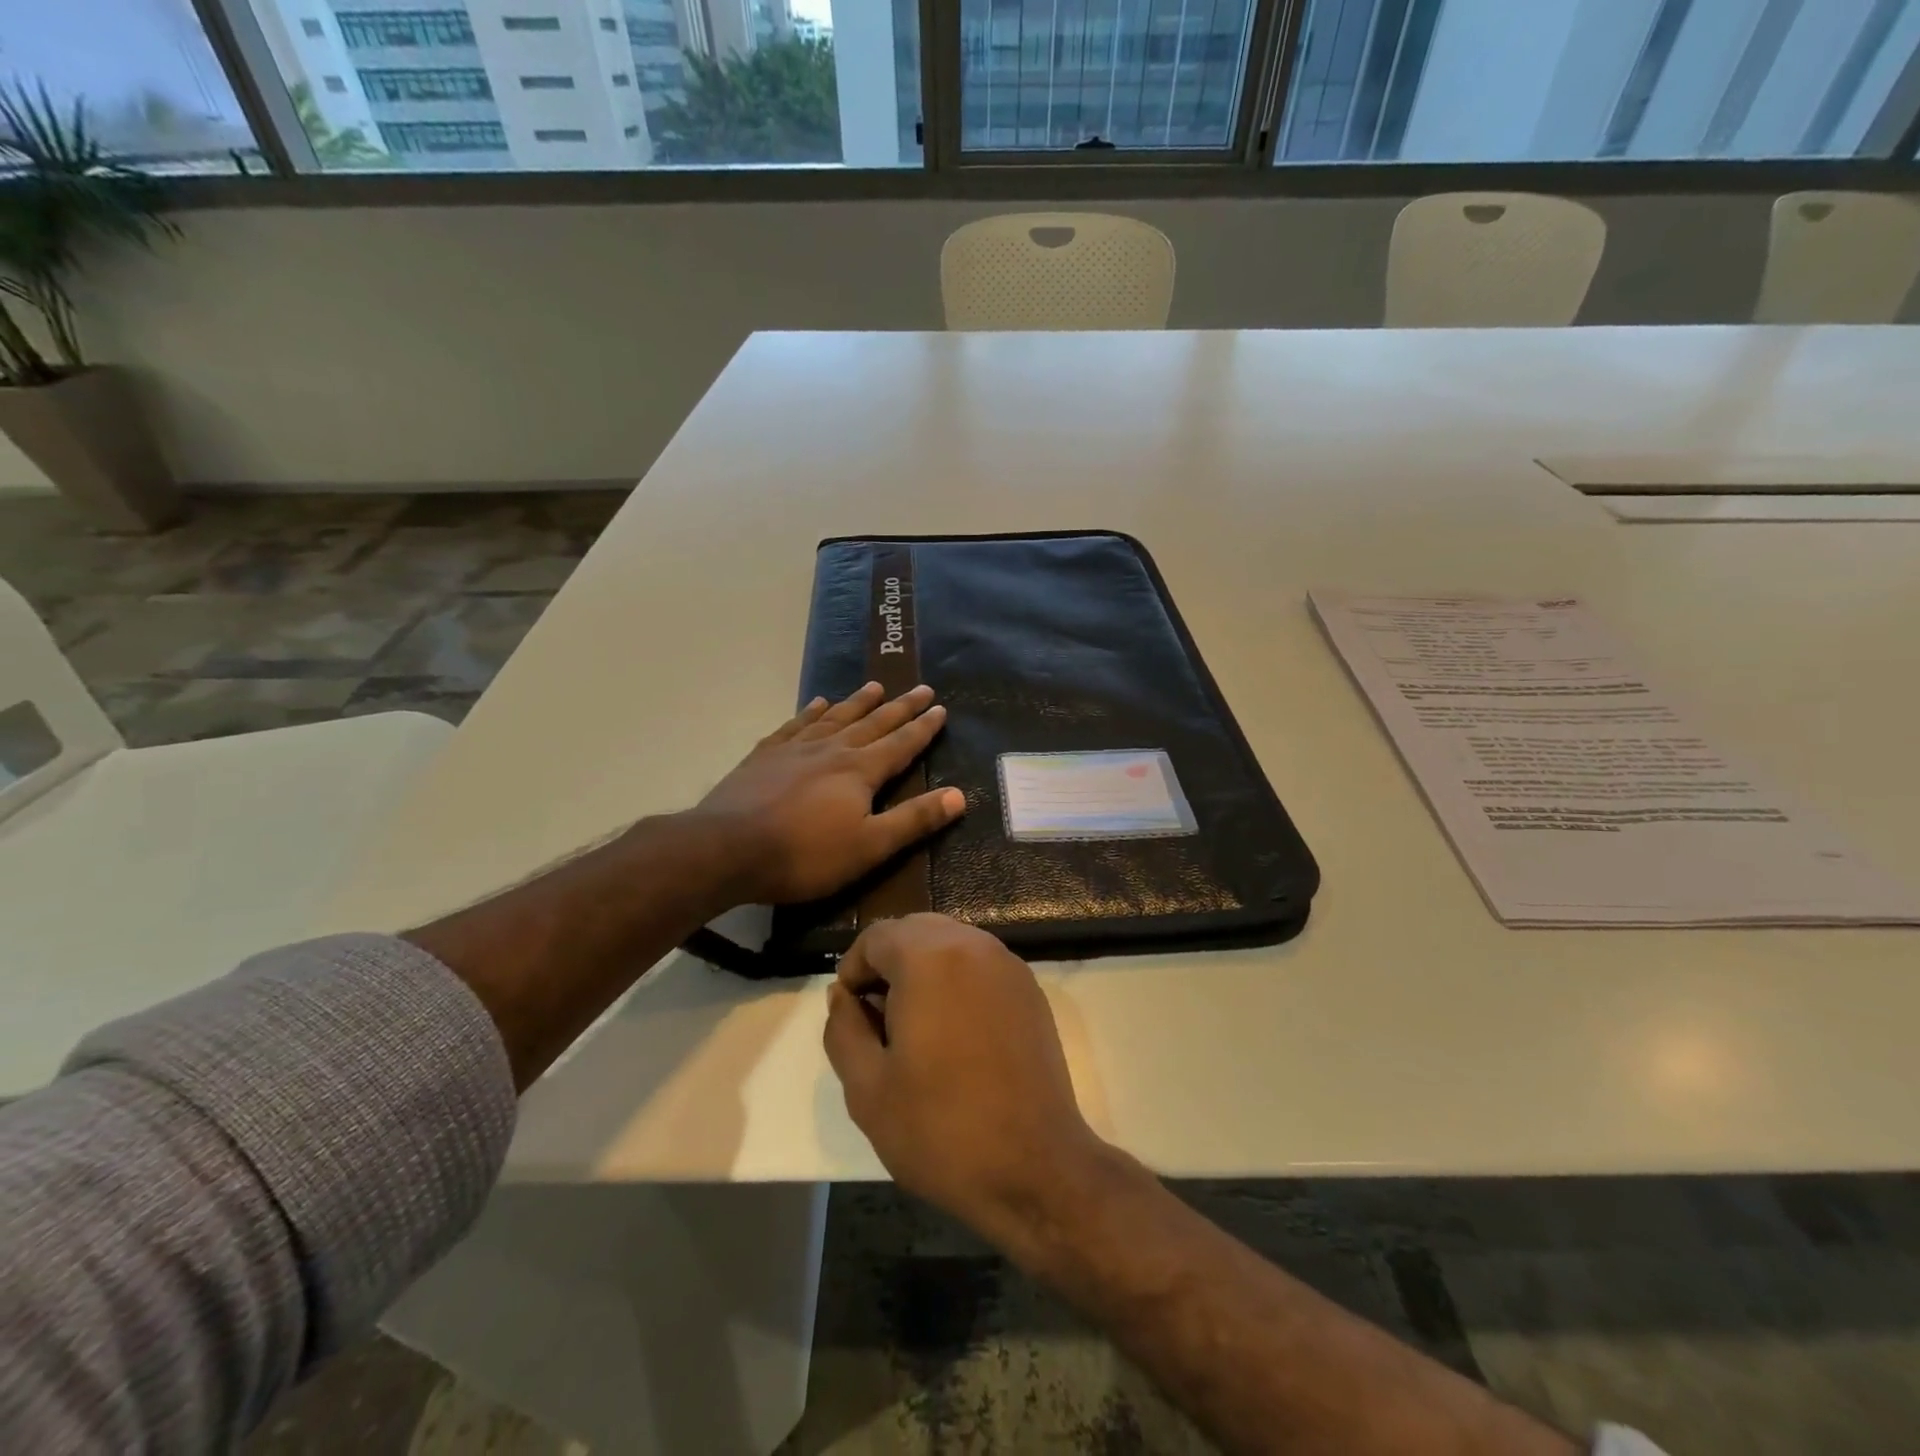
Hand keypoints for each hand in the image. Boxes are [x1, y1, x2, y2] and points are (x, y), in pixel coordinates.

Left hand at [695, 683, 965, 904]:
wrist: (727, 848)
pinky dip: (810, 712)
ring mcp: (796, 748)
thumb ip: (914, 820)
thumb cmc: (804, 854)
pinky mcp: (765, 755)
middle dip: (900, 707)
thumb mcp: (869, 846)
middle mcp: (832, 749)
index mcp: (860, 771)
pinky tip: (817, 703)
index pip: (901, 743)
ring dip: (858, 701)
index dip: (923, 727)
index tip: (940, 708)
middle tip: (920, 687)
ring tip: (875, 685)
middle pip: (873, 722)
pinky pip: (795, 725)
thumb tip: (959, 795)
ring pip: (835, 717)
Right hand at [822, 913, 1109, 1247]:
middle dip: (888, 964)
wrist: (1036, 1169)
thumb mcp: (867, 1088)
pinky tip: (953, 1035)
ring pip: (950, 944)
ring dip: (923, 970)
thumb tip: (843, 995)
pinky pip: (979, 965)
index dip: (853, 969)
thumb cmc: (942, 1129)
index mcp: (930, 958)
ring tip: (914, 1029)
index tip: (850, 1014)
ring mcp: (1009, 966)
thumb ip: (843, 1029)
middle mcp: (974, 945)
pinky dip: (957, 981)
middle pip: (915, 931)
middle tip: (877, 1020)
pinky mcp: (1030, 991)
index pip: (877, 936)